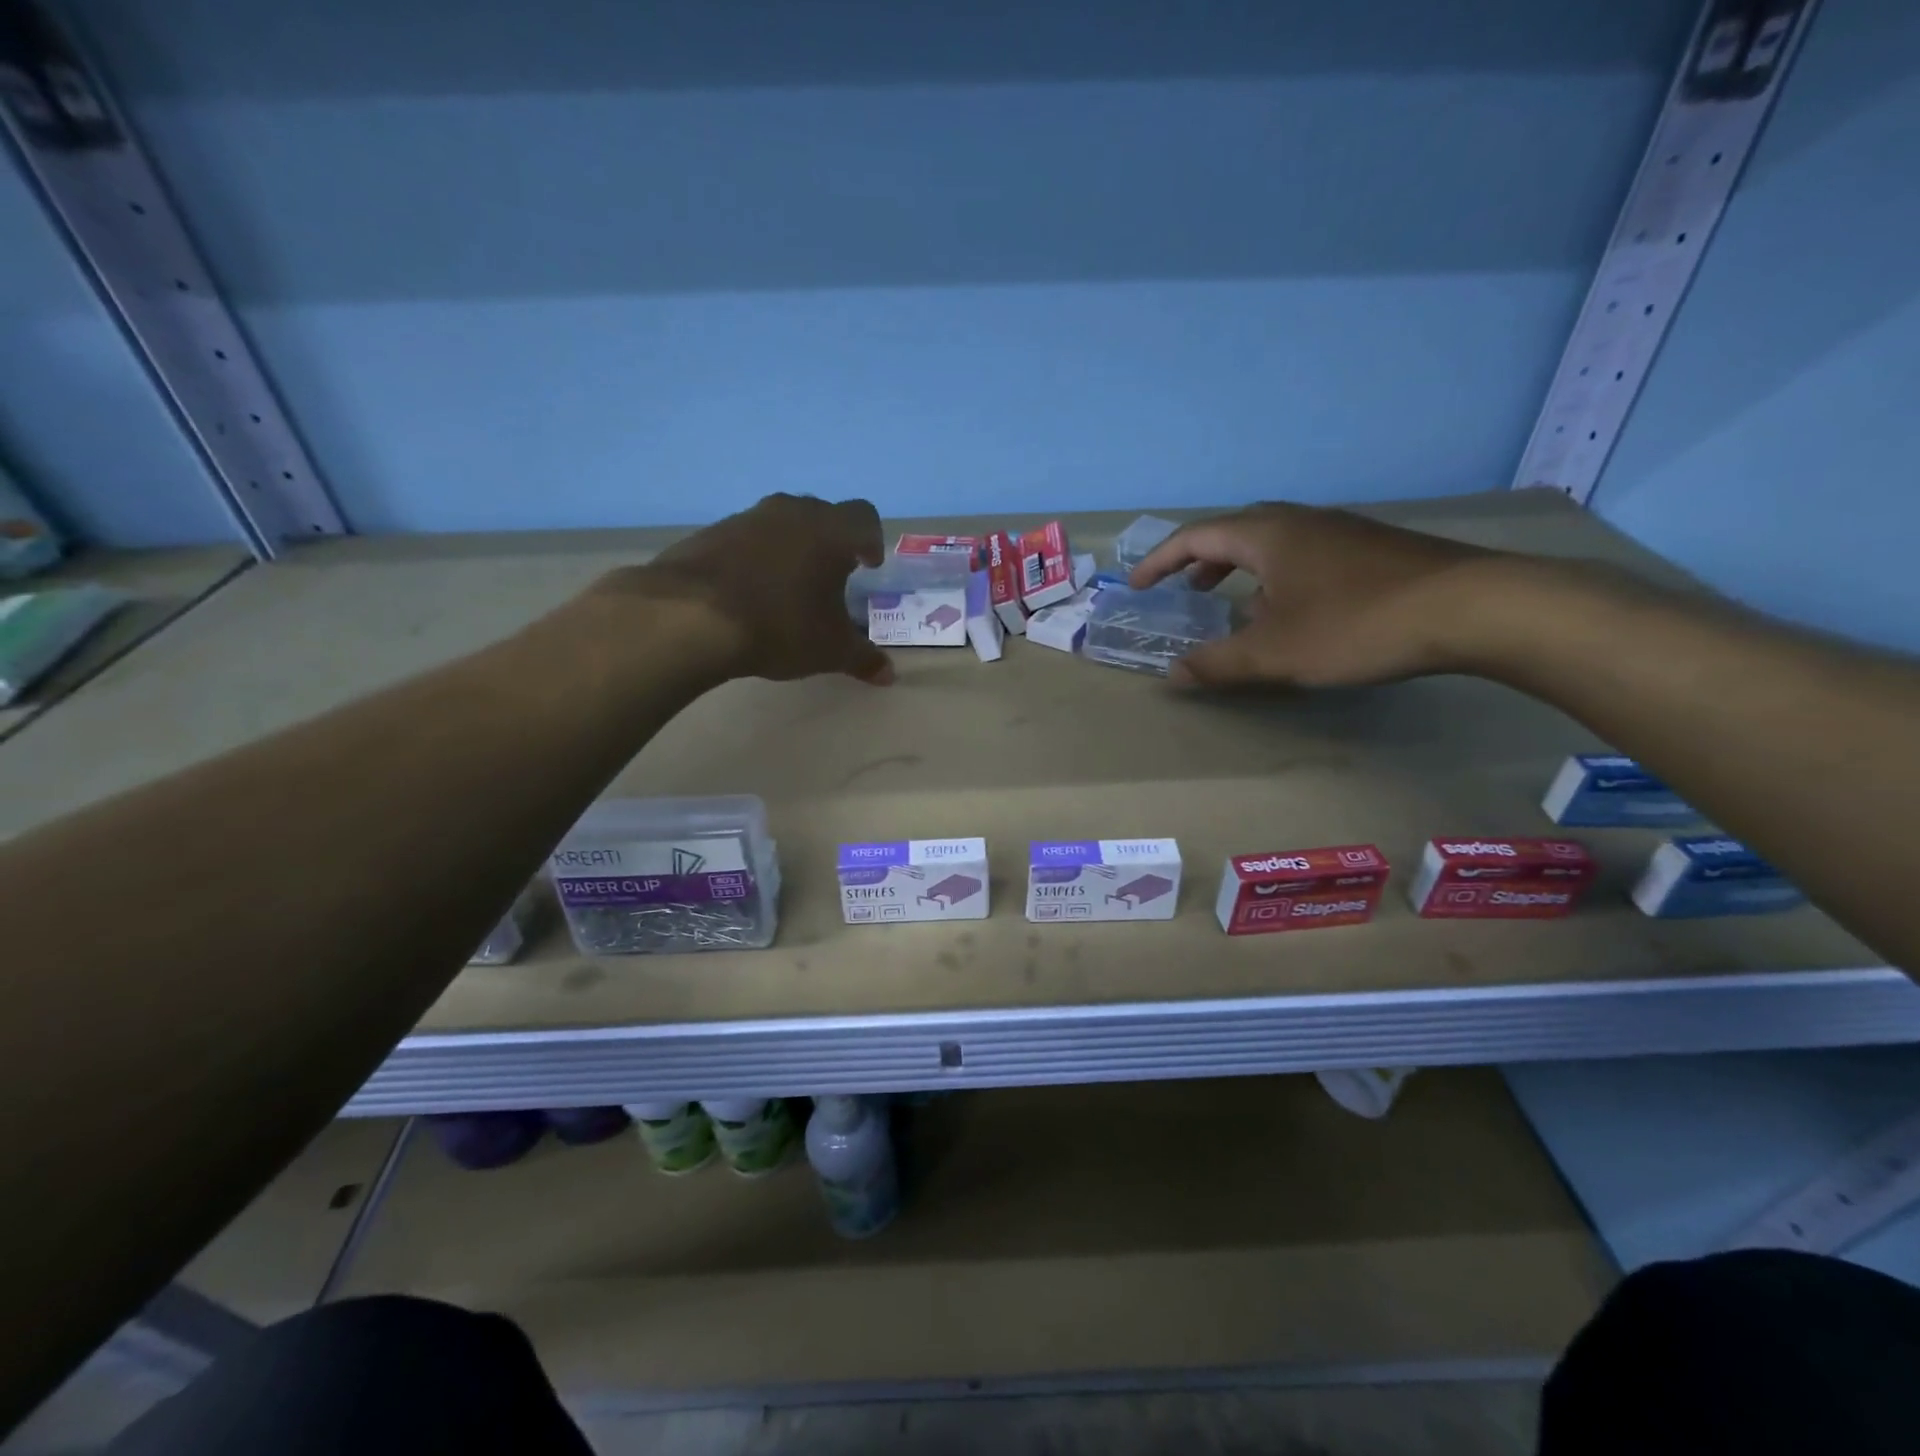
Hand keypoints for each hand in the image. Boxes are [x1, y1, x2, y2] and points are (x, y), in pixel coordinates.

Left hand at [595, 493, 892, 685]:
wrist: (689, 616)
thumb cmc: (780, 626)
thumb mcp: (830, 650)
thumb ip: (863, 658)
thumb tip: (888, 674)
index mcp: (830, 531)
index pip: (864, 517)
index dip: (871, 540)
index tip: (868, 565)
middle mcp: (791, 512)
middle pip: (822, 514)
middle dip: (831, 541)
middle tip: (831, 576)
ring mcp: (747, 518)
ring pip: (781, 524)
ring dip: (791, 547)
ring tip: (789, 586)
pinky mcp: (710, 532)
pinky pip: (746, 538)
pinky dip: (755, 557)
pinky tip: (749, 592)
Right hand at [1129, 502, 1497, 687]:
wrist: (1472, 607)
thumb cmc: (1356, 624)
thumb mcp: (1276, 654)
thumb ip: (1219, 663)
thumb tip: (1174, 674)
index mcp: (1267, 534)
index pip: (1195, 537)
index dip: (1159, 562)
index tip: (1137, 586)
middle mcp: (1301, 520)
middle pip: (1234, 531)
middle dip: (1201, 561)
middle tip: (1185, 592)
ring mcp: (1341, 530)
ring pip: (1274, 542)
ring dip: (1242, 570)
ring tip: (1235, 605)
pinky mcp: (1372, 548)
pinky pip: (1305, 554)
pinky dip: (1279, 577)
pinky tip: (1296, 611)